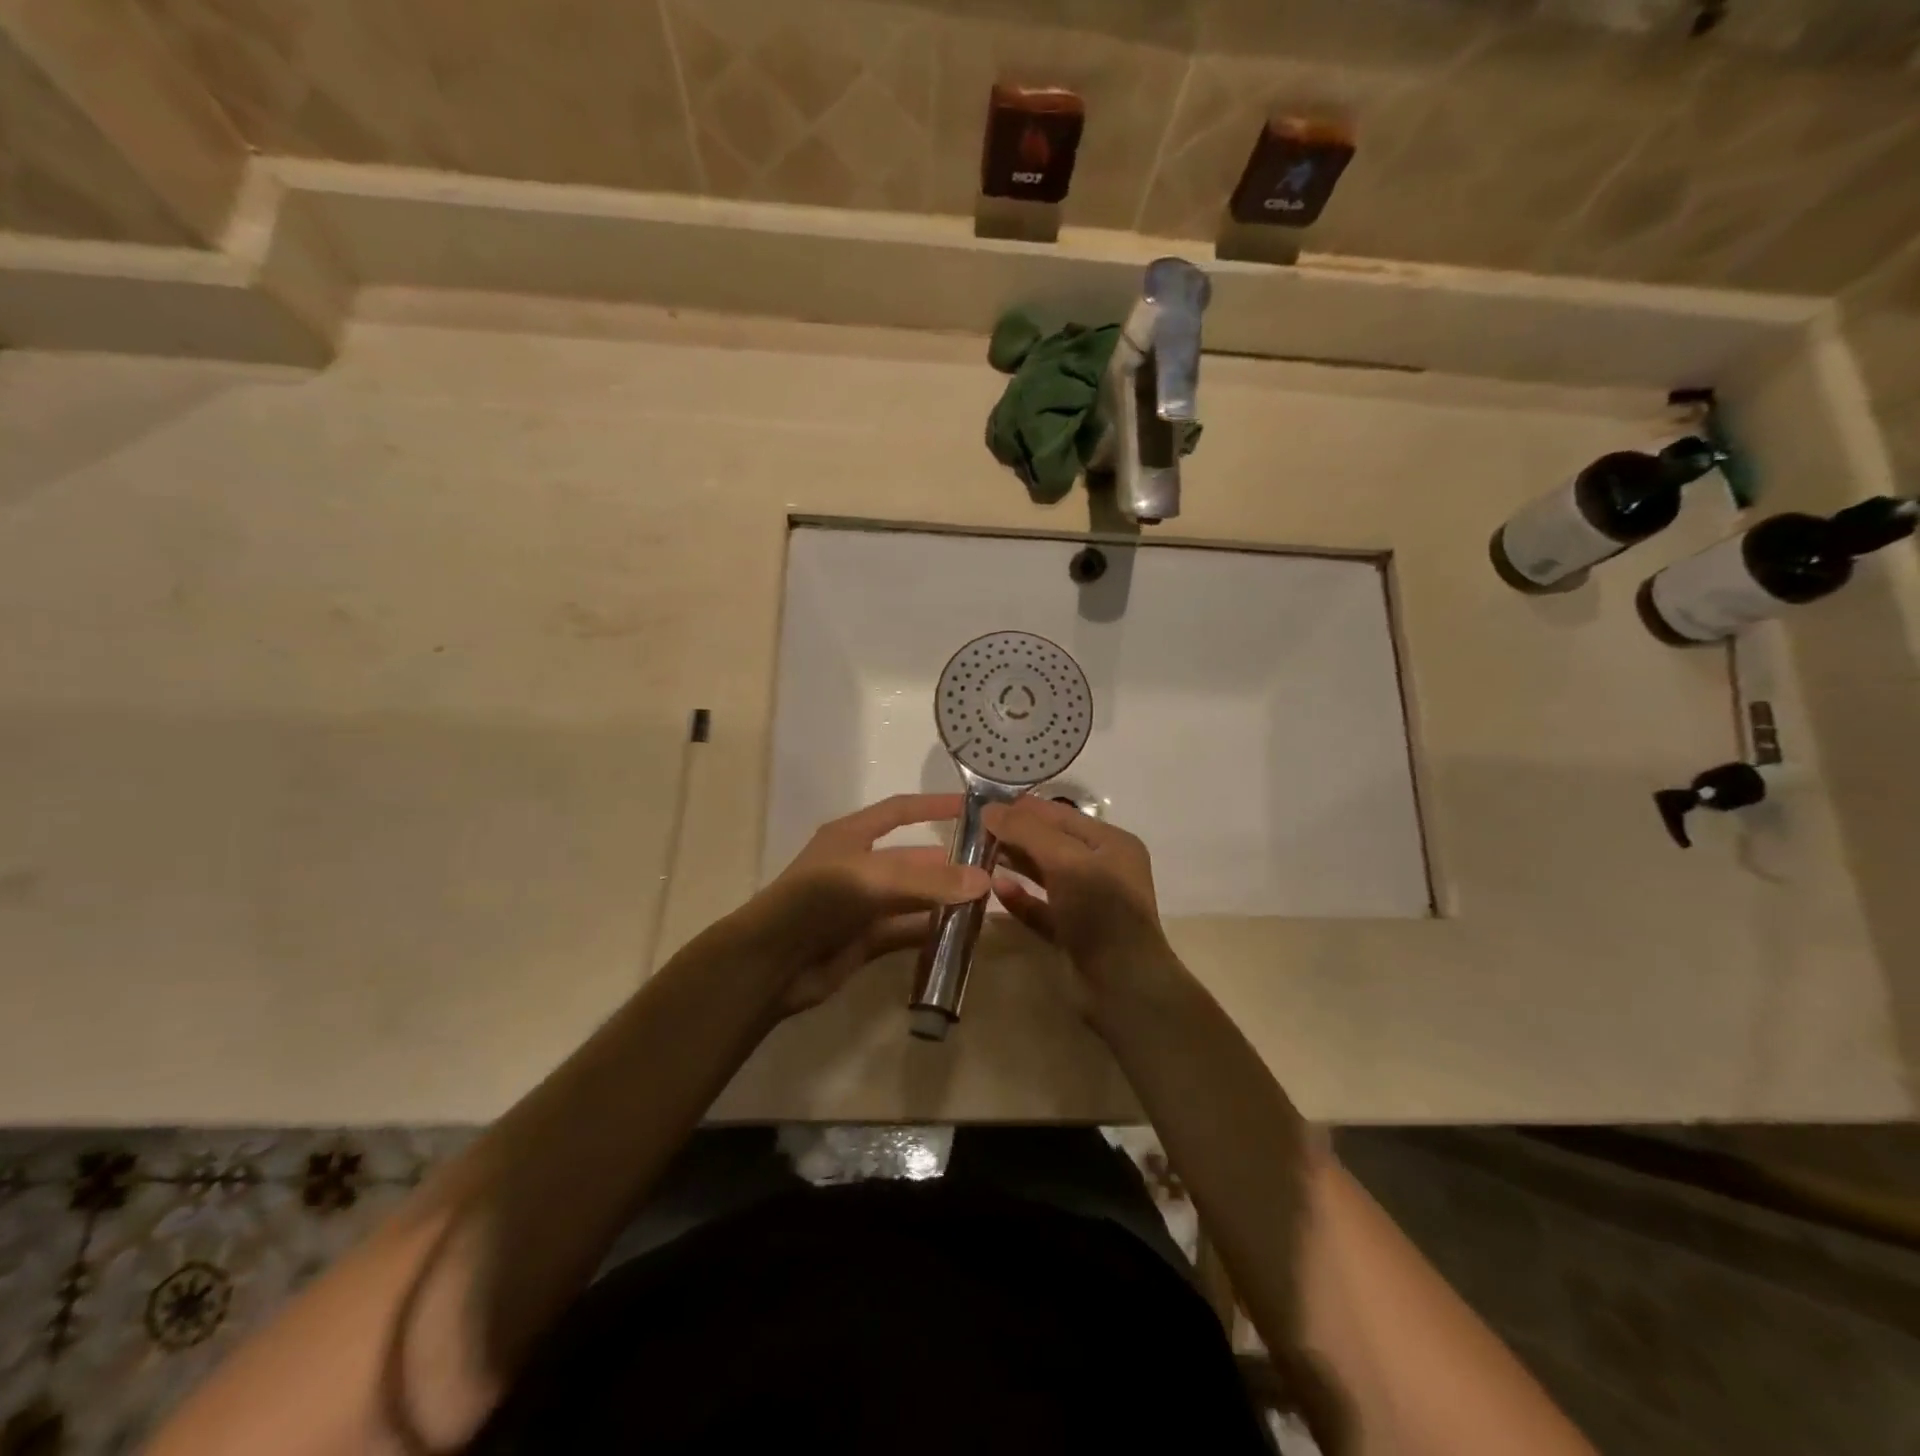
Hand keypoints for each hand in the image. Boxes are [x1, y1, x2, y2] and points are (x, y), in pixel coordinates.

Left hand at [731, 794, 988, 1016]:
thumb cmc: (818, 901)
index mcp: (852, 836)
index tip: (974, 808)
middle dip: (949, 861)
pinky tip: (965, 935)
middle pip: (913, 857)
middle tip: (994, 866)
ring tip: (989, 901)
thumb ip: (929, 880)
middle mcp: (860, 865)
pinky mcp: (868, 940)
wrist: (771, 962)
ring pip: (915, 897)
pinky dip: (934, 931)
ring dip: (946, 899)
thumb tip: (986, 881)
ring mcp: (864, 905)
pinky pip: (909, 930)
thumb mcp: (873, 879)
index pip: (900, 810)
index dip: (934, 806)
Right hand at [984, 797, 1177, 1004]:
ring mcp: (1087, 902)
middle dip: (1015, 835)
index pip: (1061, 815)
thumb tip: (990, 809)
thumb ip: (1028, 832)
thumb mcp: (1067, 861)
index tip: (984, 804)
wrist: (1123, 986)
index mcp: (1111, 844)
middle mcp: (1101, 868)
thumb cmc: (1101, 912)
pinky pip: (1040, 907)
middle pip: (1050, 843)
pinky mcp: (1071, 932)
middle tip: (973, 830)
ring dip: (1014, 863)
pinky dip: (1020, 898)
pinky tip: (996, 889)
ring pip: (1043, 874)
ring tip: (977, 855)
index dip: (1024, 809)